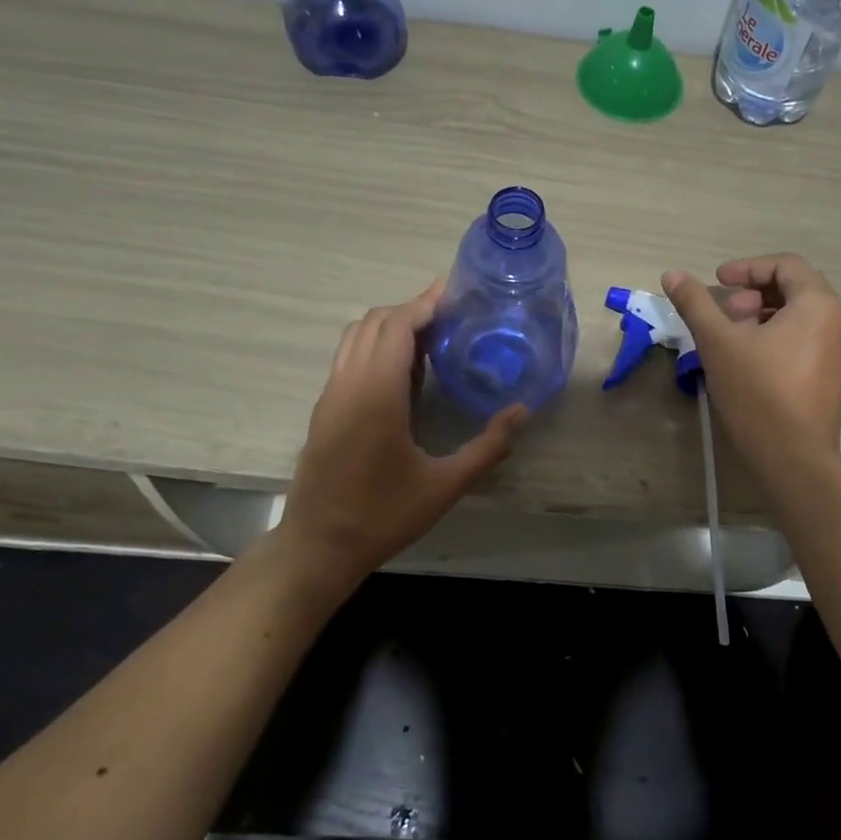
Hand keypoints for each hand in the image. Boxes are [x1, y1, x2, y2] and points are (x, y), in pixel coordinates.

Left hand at [276, 280, 525, 594]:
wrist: (318, 547)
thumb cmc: (382, 516)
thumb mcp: (444, 486)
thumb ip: (487, 447)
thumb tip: (522, 411)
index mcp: (376, 394)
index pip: (398, 326)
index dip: (425, 303)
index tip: (455, 292)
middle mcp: (348, 384)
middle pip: (375, 322)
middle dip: (412, 310)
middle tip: (451, 317)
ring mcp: (330, 395)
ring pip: (356, 336)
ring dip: (390, 326)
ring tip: (430, 338)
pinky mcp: (324, 409)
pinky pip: (348, 357)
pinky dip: (375, 346)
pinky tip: (404, 373)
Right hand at [662, 254, 840, 476]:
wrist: (793, 457)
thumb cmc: (756, 392)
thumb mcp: (718, 343)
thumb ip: (695, 303)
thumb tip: (672, 274)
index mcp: (819, 305)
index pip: (786, 265)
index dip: (748, 268)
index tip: (718, 282)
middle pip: (798, 288)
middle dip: (757, 292)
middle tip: (727, 313)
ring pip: (806, 315)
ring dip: (769, 314)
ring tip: (737, 337)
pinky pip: (813, 339)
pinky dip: (785, 335)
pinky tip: (757, 359)